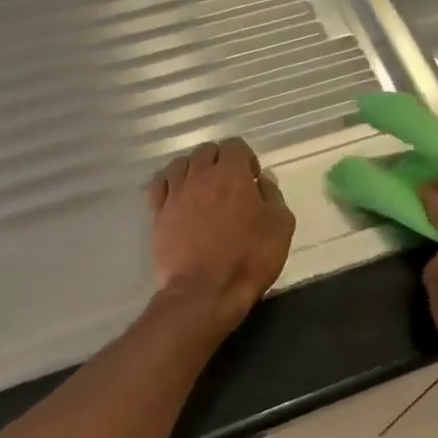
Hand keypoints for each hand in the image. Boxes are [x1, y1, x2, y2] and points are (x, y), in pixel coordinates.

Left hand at [147, 138, 294, 333]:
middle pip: (206, 151)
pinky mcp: (157, 212)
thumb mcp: (281, 227)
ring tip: (202, 189)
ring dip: (193, 169)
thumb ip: (273, 195)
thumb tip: (262, 179)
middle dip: (219, 161)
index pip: (235, 146)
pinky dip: (169, 183)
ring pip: (180, 163)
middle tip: (229, 185)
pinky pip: (159, 184)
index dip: (246, 159)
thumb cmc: (248, 260)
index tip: (252, 179)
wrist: (204, 291)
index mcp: (231, 174)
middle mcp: (200, 175)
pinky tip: (177, 195)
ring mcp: (175, 193)